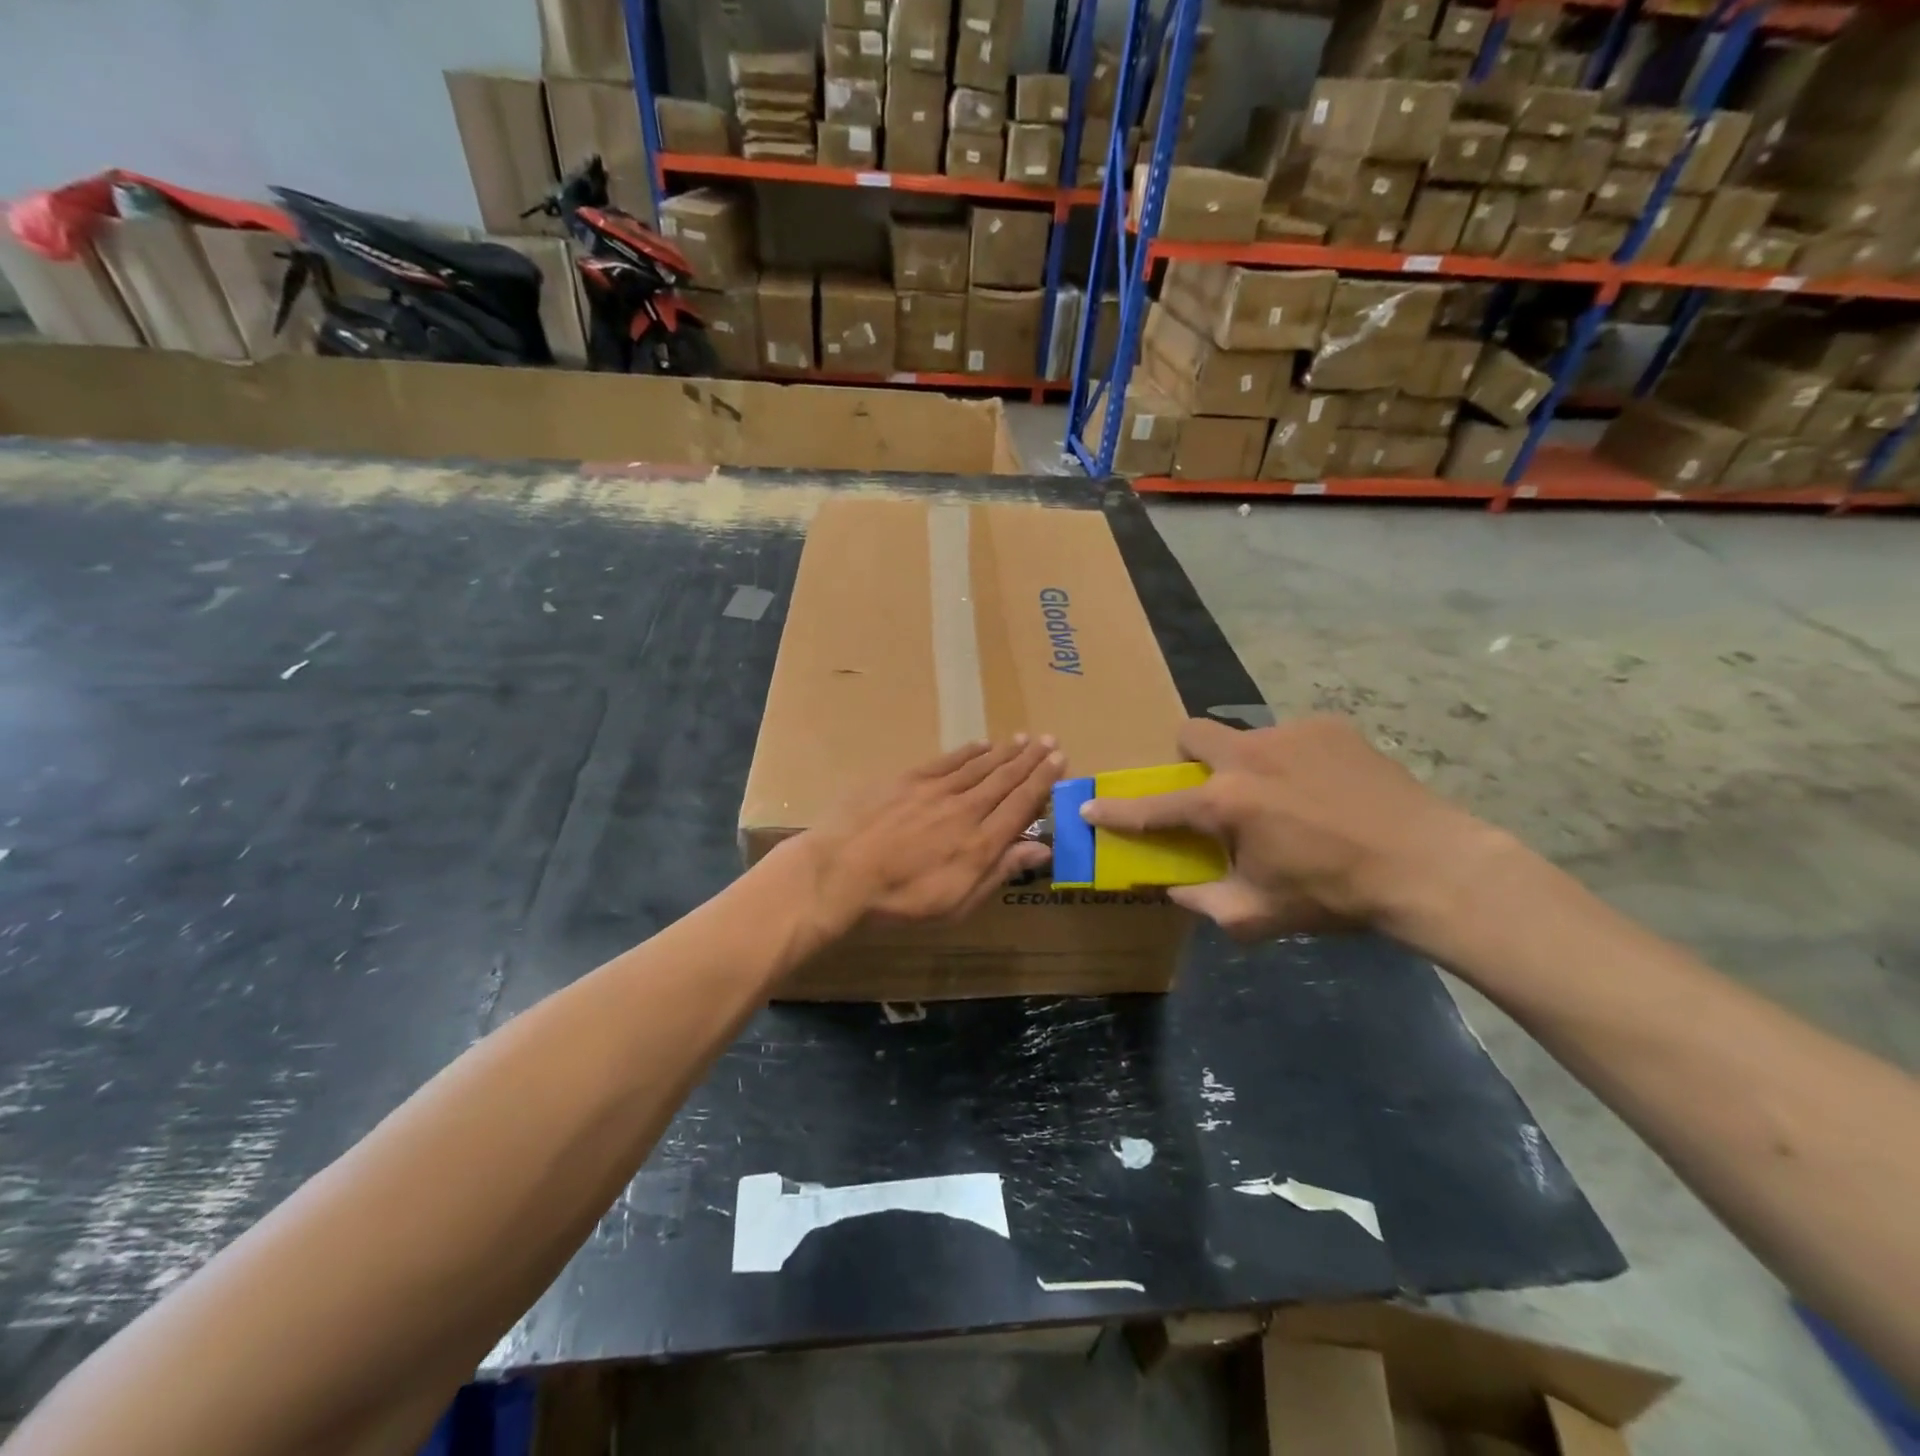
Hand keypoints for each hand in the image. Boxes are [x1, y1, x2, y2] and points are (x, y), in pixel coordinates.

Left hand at [776, 737, 1065, 945]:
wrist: (842, 873)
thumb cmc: (900, 901)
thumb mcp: (957, 902)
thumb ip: (999, 871)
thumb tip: (1041, 849)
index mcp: (981, 842)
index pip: (1021, 804)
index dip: (1043, 782)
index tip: (1060, 761)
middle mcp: (965, 808)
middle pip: (1005, 779)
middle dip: (1030, 760)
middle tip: (1049, 741)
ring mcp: (935, 790)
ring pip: (978, 766)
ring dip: (1003, 752)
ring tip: (1023, 738)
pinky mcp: (907, 780)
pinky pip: (946, 761)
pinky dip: (966, 752)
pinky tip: (980, 744)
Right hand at [1080, 715, 1503, 942]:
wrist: (1428, 866)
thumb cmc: (1334, 895)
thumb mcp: (1258, 914)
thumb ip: (1203, 901)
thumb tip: (1173, 888)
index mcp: (1224, 803)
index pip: (1152, 806)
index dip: (1114, 811)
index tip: (1088, 806)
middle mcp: (1248, 755)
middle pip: (1191, 733)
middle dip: (1187, 759)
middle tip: (1212, 792)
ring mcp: (1291, 733)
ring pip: (1245, 737)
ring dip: (1247, 765)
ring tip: (1286, 800)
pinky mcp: (1331, 727)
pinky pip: (1291, 738)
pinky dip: (1292, 762)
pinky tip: (1324, 791)